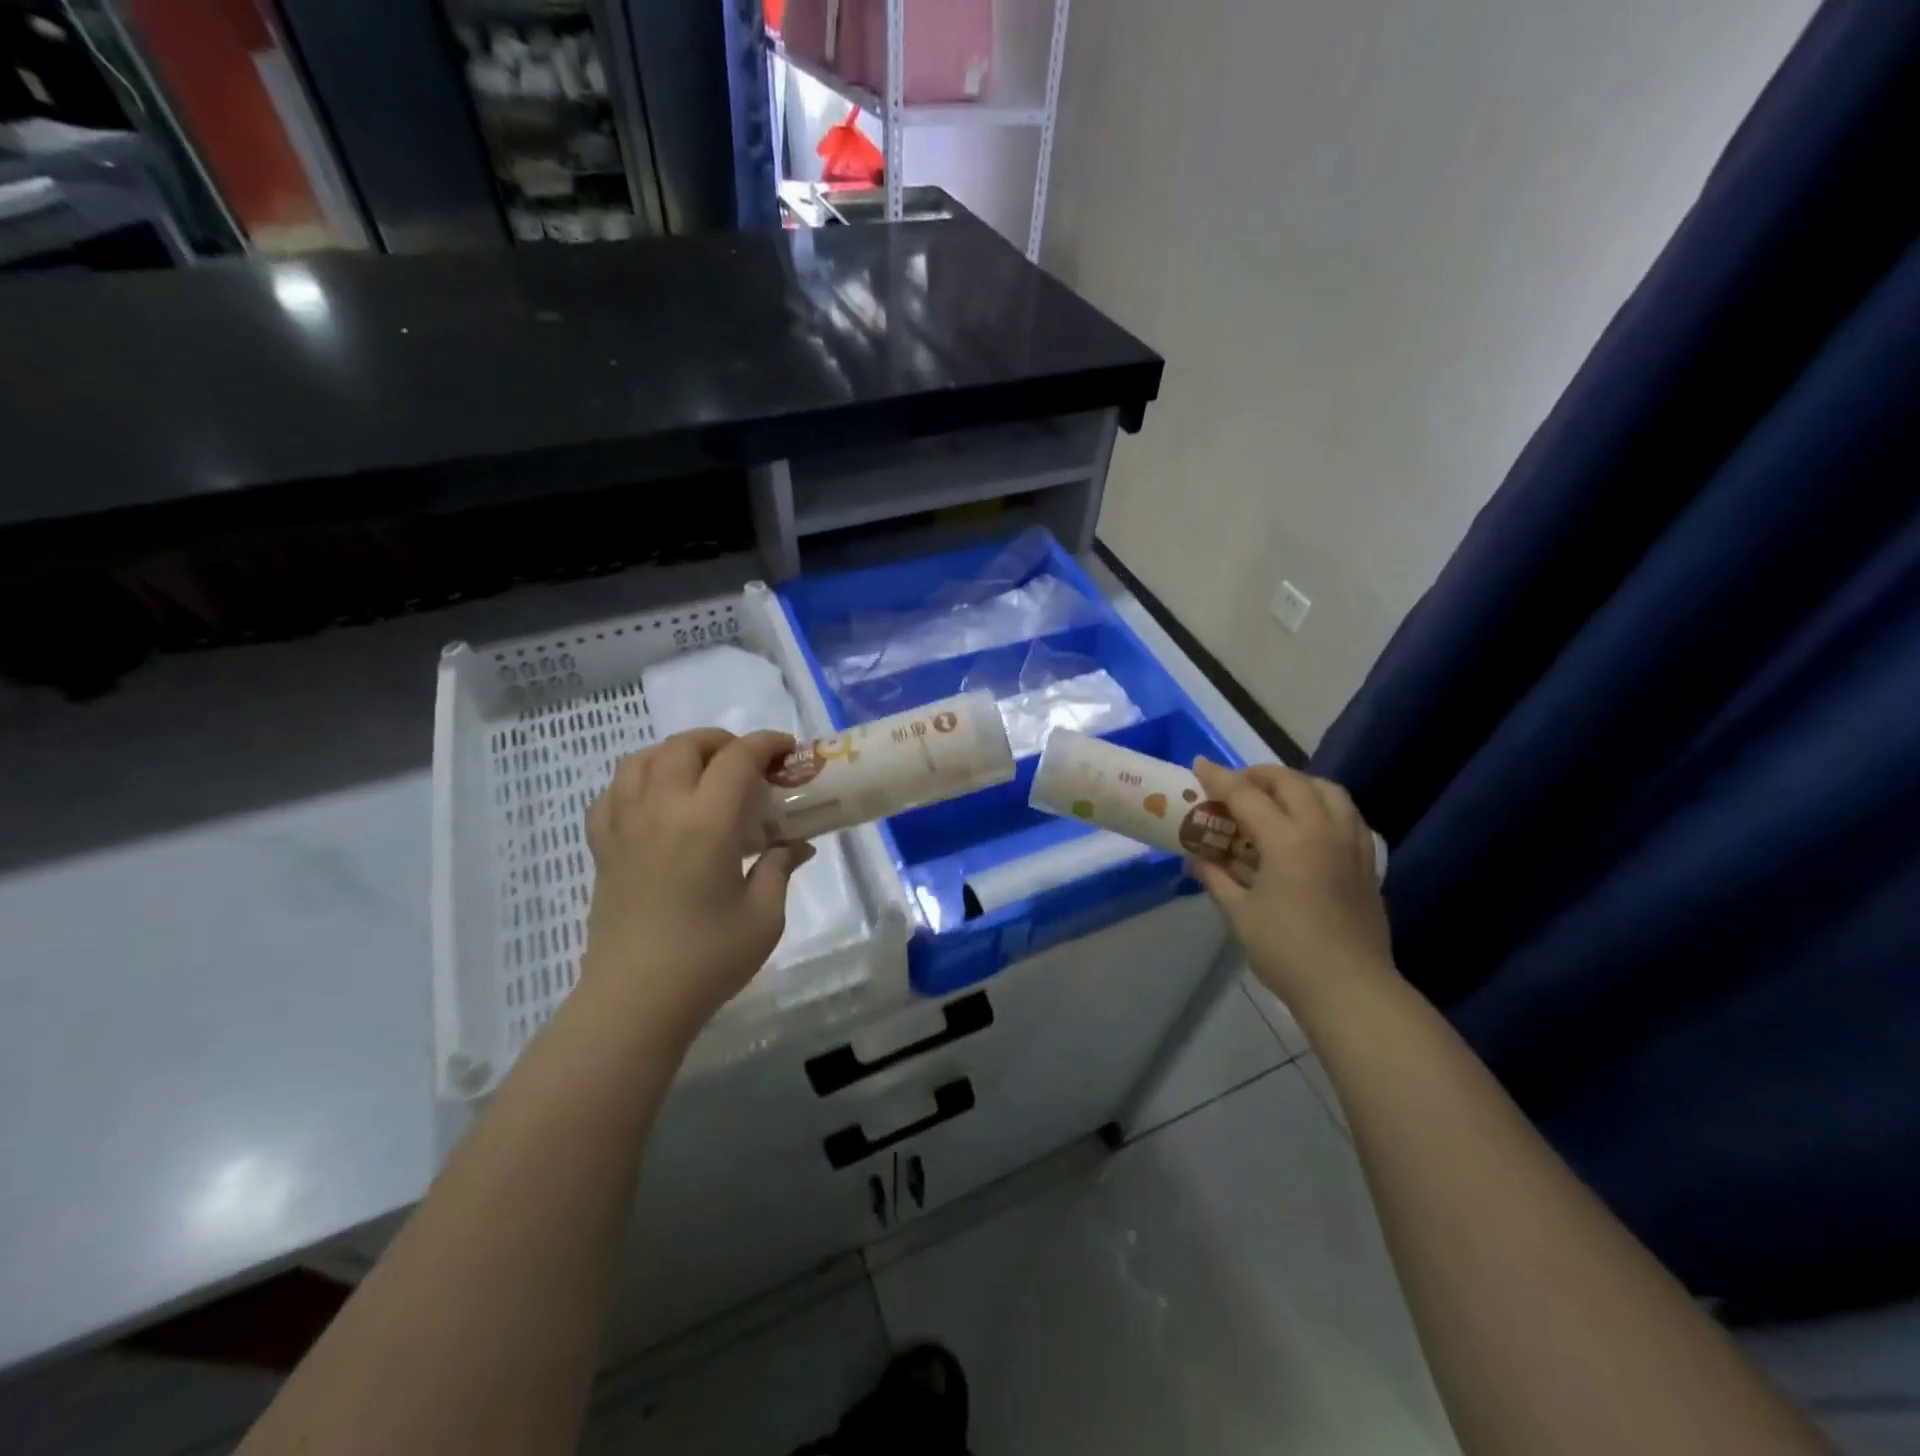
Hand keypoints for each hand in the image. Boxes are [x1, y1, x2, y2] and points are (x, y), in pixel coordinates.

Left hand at [581, 729, 814, 1044]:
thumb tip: (798, 845)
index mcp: (706, 822)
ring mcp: (624, 826)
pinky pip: (612, 794)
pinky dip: (636, 781)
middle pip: (685, 746)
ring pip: (641, 760)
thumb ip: (780, 867)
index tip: (788, 751)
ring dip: (676, 753)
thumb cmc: (708, 959)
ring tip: (701, 772)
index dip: (766, 744)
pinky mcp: (603, 848)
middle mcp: (661, 809)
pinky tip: (655, 801)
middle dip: (722, 742)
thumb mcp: (764, 916)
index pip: (737, 758)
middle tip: (749, 763)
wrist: (635, 1001)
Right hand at [1189, 758, 1394, 1014]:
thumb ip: (1216, 877)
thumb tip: (1197, 856)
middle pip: (1291, 782)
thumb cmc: (1287, 952)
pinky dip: (1324, 804)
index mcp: (1287, 841)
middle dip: (1259, 774)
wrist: (1351, 989)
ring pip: (1328, 790)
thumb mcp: (1239, 914)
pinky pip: (1348, 814)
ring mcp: (1351, 844)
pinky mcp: (1368, 862)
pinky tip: (1310, 823)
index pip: (1247, 796)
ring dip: (1297, 783)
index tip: (1199, 764)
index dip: (1219, 778)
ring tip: (1275, 796)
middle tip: (1236, 785)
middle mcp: (1322, 831)